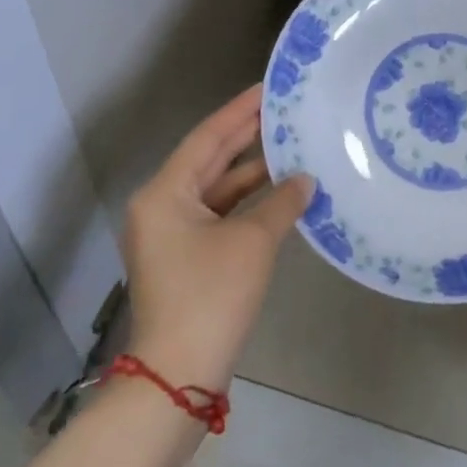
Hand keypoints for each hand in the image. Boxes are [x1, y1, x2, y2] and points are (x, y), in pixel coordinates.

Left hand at [120, 85, 312, 392]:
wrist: (178, 377)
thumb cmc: (210, 296)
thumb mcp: (252, 241)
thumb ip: (281, 202)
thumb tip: (305, 180)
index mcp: (165, 193)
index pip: (207, 137)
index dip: (239, 111)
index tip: (268, 89)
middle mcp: (161, 206)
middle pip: (209, 160)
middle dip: (246, 136)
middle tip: (283, 111)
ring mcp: (171, 234)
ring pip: (216, 189)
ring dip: (251, 173)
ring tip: (291, 146)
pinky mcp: (185, 257)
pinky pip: (218, 214)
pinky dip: (246, 203)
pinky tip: (280, 193)